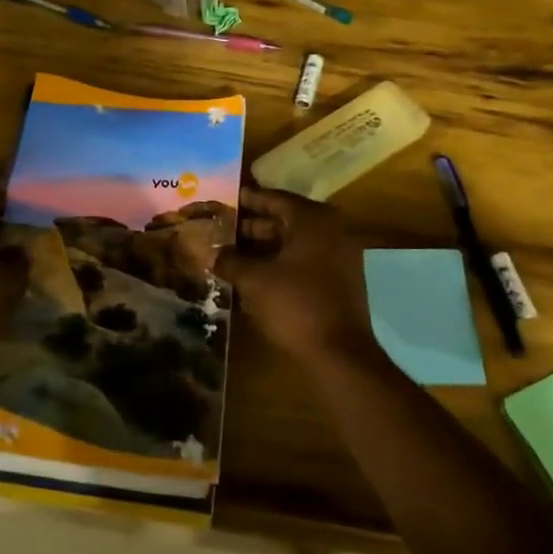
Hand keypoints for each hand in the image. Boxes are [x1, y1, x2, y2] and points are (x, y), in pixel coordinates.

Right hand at [216, 185, 377, 370]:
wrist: (339, 354)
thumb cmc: (295, 305)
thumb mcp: (254, 280)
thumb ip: (230, 260)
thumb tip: (213, 254)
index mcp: (312, 219)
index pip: (273, 199)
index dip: (245, 200)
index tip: (222, 199)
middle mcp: (330, 228)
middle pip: (284, 219)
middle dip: (251, 225)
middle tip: (221, 228)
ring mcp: (339, 253)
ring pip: (294, 241)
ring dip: (264, 246)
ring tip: (231, 252)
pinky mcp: (339, 277)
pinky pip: (304, 258)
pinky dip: (280, 260)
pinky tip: (254, 272)